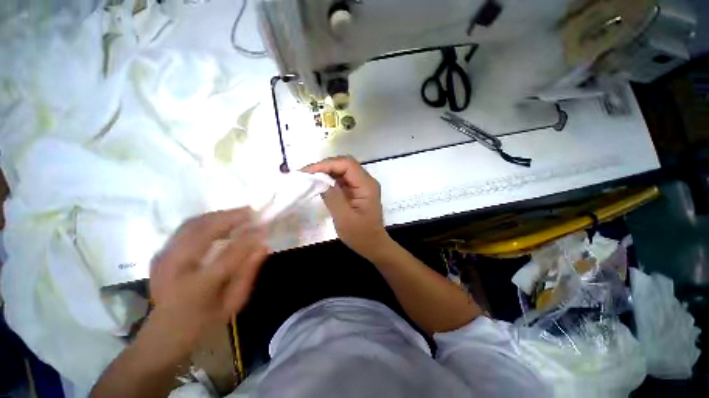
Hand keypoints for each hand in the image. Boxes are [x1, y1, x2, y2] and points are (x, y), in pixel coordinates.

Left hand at [148, 209, 268, 353]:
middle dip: (230, 217)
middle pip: (204, 232)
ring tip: (239, 213)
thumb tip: (262, 246)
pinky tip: (220, 220)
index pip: (229, 255)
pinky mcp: (160, 254)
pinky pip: (184, 228)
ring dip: (218, 215)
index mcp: (196, 288)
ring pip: (192, 225)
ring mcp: (163, 259)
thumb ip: (248, 273)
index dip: (249, 238)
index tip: (265, 227)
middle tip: (251, 211)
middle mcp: (175, 269)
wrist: (162, 334)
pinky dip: (205, 220)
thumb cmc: (203, 323)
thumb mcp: (233, 304)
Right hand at [303, 156, 390, 258]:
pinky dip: (329, 180)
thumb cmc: (361, 235)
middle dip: (324, 166)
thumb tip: (319, 181)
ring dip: (326, 172)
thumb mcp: (344, 218)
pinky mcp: (356, 191)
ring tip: (309, 177)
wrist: (373, 245)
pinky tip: (319, 184)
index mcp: (366, 185)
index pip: (347, 164)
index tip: (308, 172)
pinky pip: (342, 180)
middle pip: (345, 164)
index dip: (326, 164)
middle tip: (306, 174)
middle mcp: (366, 181)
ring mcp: (361, 185)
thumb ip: (332, 197)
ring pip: (342, 170)